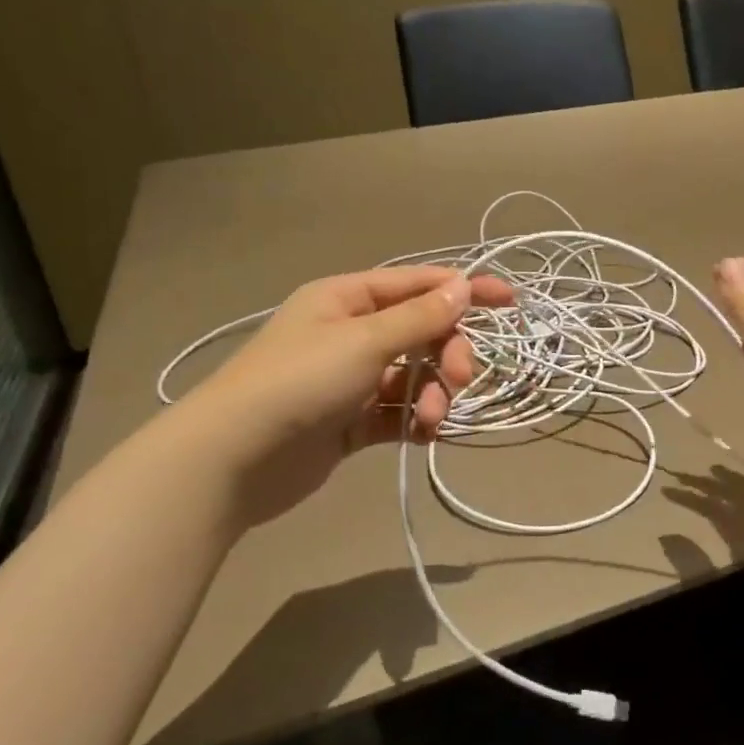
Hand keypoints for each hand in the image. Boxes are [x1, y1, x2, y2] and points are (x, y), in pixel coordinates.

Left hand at [173, 266, 513, 526]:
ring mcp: (351, 380)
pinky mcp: (352, 421)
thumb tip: (462, 286)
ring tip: (430, 419)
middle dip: (448, 354)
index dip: (463, 290)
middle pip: (422, 334)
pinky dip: (416, 421)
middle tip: (461, 379)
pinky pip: (398, 412)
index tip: (508, 301)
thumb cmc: (299, 382)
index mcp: (348, 299)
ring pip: (414, 377)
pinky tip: (425, 435)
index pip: (417, 285)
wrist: (234, 459)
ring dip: (432, 394)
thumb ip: (419, 318)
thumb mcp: (364, 341)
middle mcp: (351, 334)